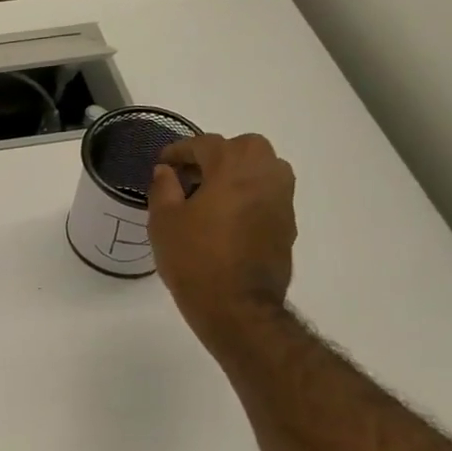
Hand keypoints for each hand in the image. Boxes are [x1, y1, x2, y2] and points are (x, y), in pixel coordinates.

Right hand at [148, 132, 296, 346]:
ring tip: (210, 195)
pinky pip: (268, 195)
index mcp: (233, 166)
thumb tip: (166, 171)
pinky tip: (226, 217)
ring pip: (263, 169)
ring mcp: (282, 199)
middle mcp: (266, 174)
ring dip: (238, 173)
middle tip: (191, 175)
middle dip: (217, 155)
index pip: (205, 144)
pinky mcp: (288, 224)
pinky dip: (248, 195)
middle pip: (244, 148)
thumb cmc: (194, 258)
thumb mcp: (163, 220)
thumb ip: (164, 187)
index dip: (180, 151)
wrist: (237, 306)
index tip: (163, 162)